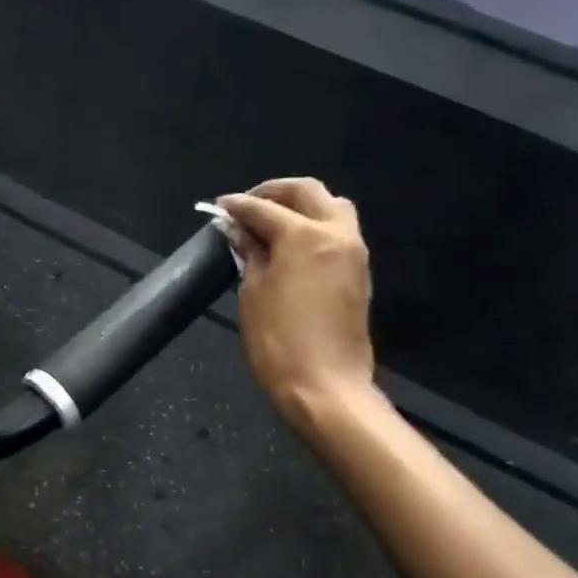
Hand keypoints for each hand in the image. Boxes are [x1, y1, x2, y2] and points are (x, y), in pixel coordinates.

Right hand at [216, 179, 376, 425]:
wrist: (325, 386)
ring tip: (271, 222)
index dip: (237, 205)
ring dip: (302, 206)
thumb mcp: (252, 292)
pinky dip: (315, 227)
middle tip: (247, 206)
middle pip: (308, 192)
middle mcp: (336, 234)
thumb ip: (250, 253)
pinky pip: (338, 233)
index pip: (264, 208)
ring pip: (332, 208)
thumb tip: (239, 229)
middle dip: (275, 192)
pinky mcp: (359, 273)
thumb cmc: (278, 340)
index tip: (218, 207)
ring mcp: (353, 253)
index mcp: (304, 235)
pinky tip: (291, 245)